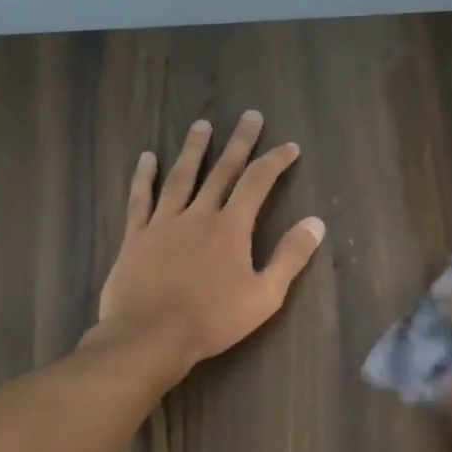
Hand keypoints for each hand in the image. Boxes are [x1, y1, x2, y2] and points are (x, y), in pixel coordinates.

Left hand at [93, 112, 324, 374]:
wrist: (150, 336)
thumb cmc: (212, 321)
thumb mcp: (264, 296)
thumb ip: (290, 257)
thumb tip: (315, 223)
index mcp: (231, 228)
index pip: (258, 183)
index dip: (275, 161)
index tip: (290, 146)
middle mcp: (198, 214)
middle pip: (221, 170)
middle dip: (239, 142)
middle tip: (249, 115)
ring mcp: (163, 223)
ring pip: (180, 177)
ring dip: (194, 150)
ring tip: (202, 125)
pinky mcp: (136, 236)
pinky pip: (140, 198)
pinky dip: (144, 176)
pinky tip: (147, 158)